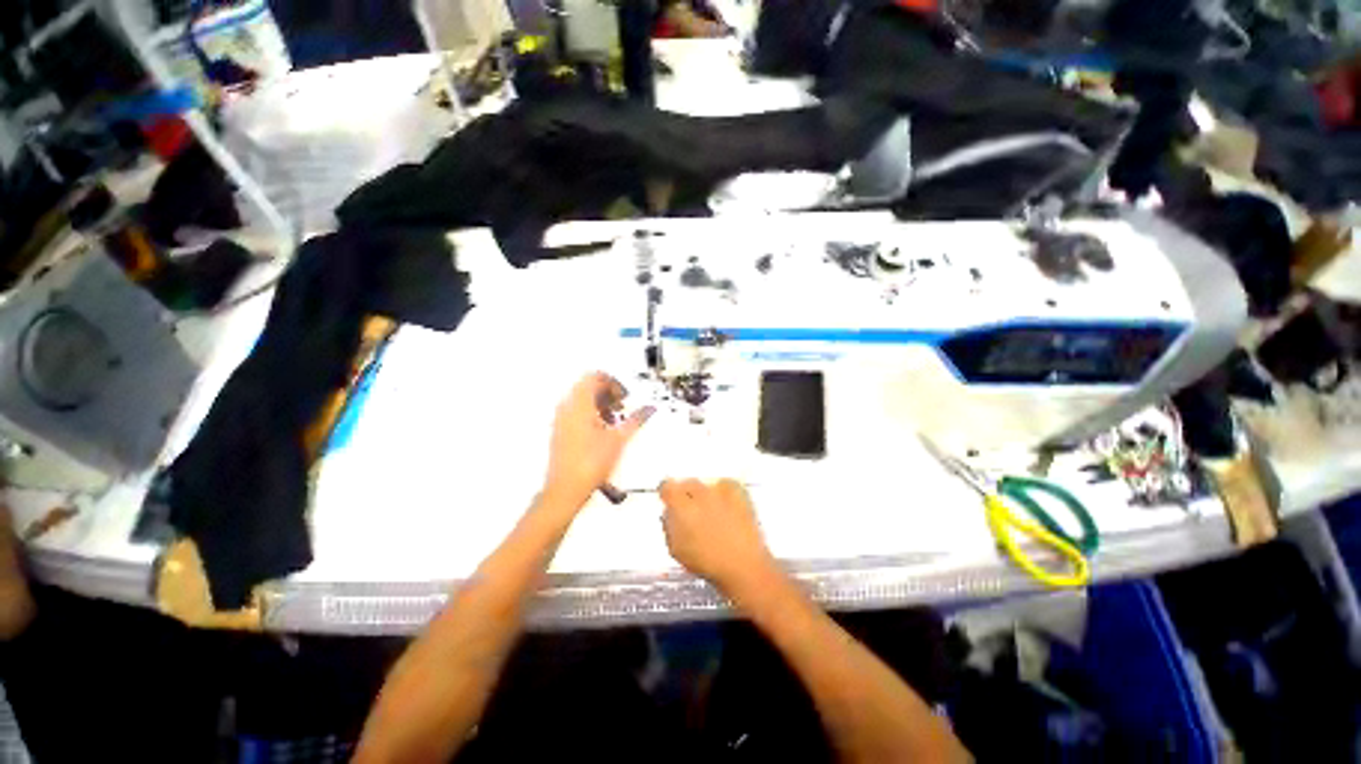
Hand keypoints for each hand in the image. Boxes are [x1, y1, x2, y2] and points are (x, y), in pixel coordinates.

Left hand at [543, 373, 651, 509]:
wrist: (566, 489)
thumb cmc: (592, 462)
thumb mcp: (620, 439)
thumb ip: (636, 419)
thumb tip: (650, 408)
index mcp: (579, 403)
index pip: (595, 377)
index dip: (614, 383)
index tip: (625, 398)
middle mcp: (566, 407)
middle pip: (588, 386)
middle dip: (609, 394)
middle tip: (622, 407)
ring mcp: (561, 419)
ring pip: (582, 399)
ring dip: (601, 404)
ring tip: (616, 421)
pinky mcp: (560, 430)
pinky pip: (576, 411)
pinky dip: (592, 414)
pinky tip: (604, 431)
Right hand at [660, 479, 776, 593]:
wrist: (743, 565)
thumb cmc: (708, 563)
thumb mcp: (677, 549)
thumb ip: (669, 526)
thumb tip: (669, 514)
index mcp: (681, 506)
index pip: (667, 486)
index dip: (667, 493)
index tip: (669, 499)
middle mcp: (700, 493)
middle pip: (688, 483)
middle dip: (687, 494)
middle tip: (691, 510)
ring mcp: (721, 491)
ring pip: (707, 484)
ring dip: (706, 494)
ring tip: (712, 511)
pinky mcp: (739, 492)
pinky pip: (726, 484)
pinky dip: (725, 492)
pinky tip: (726, 507)